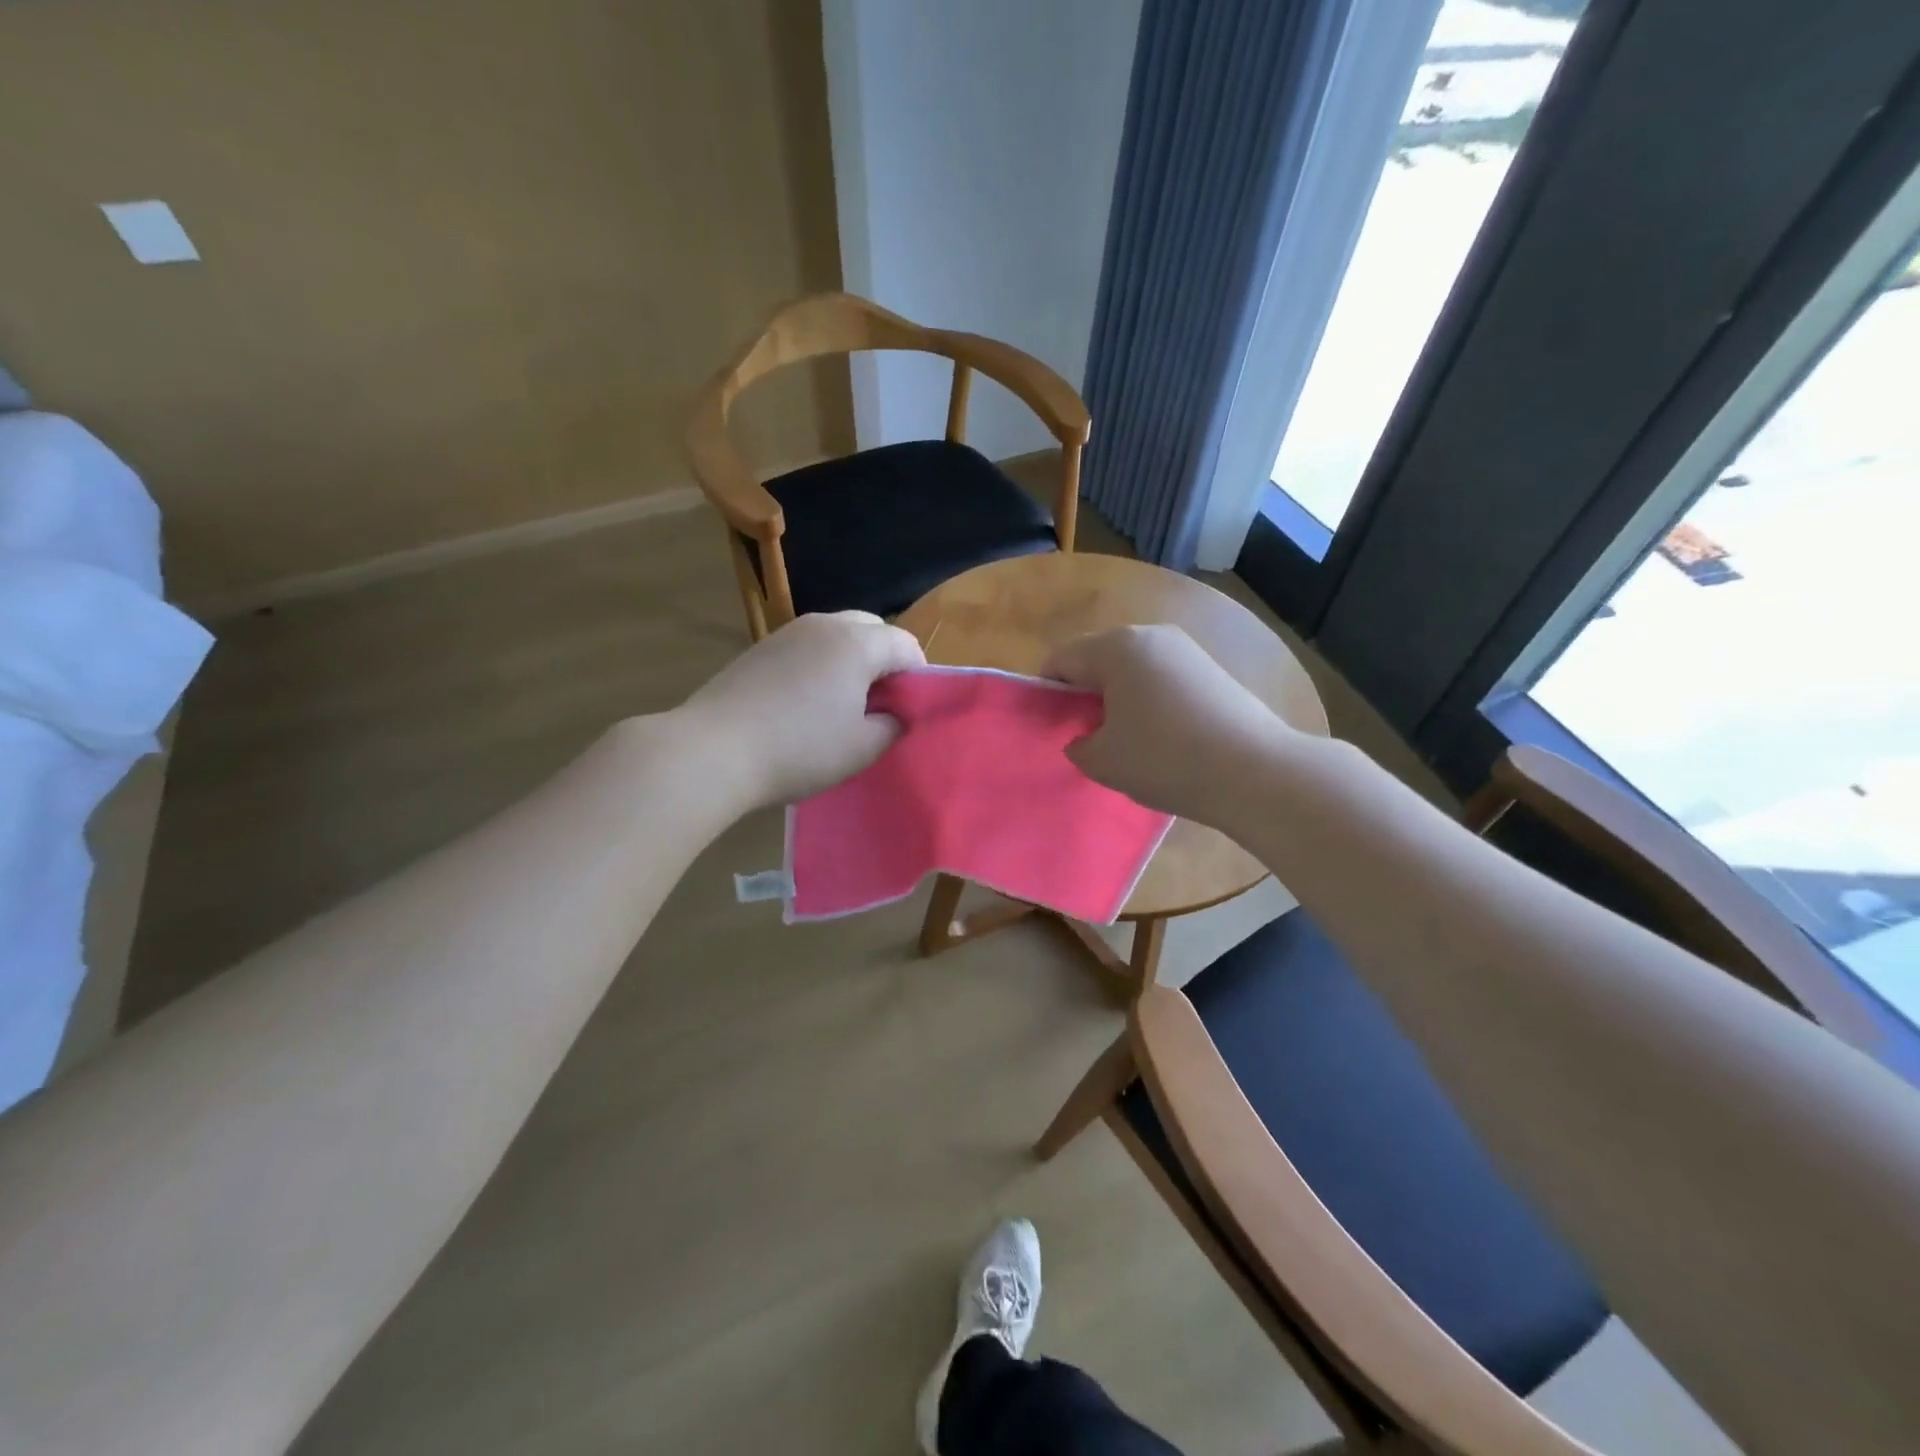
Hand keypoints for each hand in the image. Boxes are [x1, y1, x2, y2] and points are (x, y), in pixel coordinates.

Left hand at [676, 611, 925, 808]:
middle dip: (885, 660)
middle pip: (872, 629)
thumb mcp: (861, 748)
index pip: (906, 645)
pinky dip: (820, 664)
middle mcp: (824, 625)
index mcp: (857, 643)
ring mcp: (788, 633)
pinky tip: (806, 702)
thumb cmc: (799, 749)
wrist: (712, 751)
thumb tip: (896, 713)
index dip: (919, 676)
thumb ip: (892, 725)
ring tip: (843, 704)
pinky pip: (807, 646)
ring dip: (852, 661)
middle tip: (881, 704)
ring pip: (837, 634)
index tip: (910, 710)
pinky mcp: (760, 648)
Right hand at [1044, 624, 1293, 821]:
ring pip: (1132, 668)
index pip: (1061, 660)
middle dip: (1084, 694)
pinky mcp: (1211, 669)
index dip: (1048, 694)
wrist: (1255, 772)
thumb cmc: (1165, 760)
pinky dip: (1149, 700)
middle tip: (1087, 737)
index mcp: (1116, 647)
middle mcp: (1150, 635)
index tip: (1052, 729)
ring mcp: (1185, 649)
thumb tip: (1084, 738)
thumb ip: (1078, 745)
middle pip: (1097, 659)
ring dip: (1118, 698)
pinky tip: (1161, 737)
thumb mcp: (1103, 761)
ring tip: (1126, 741)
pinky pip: (1162, 678)